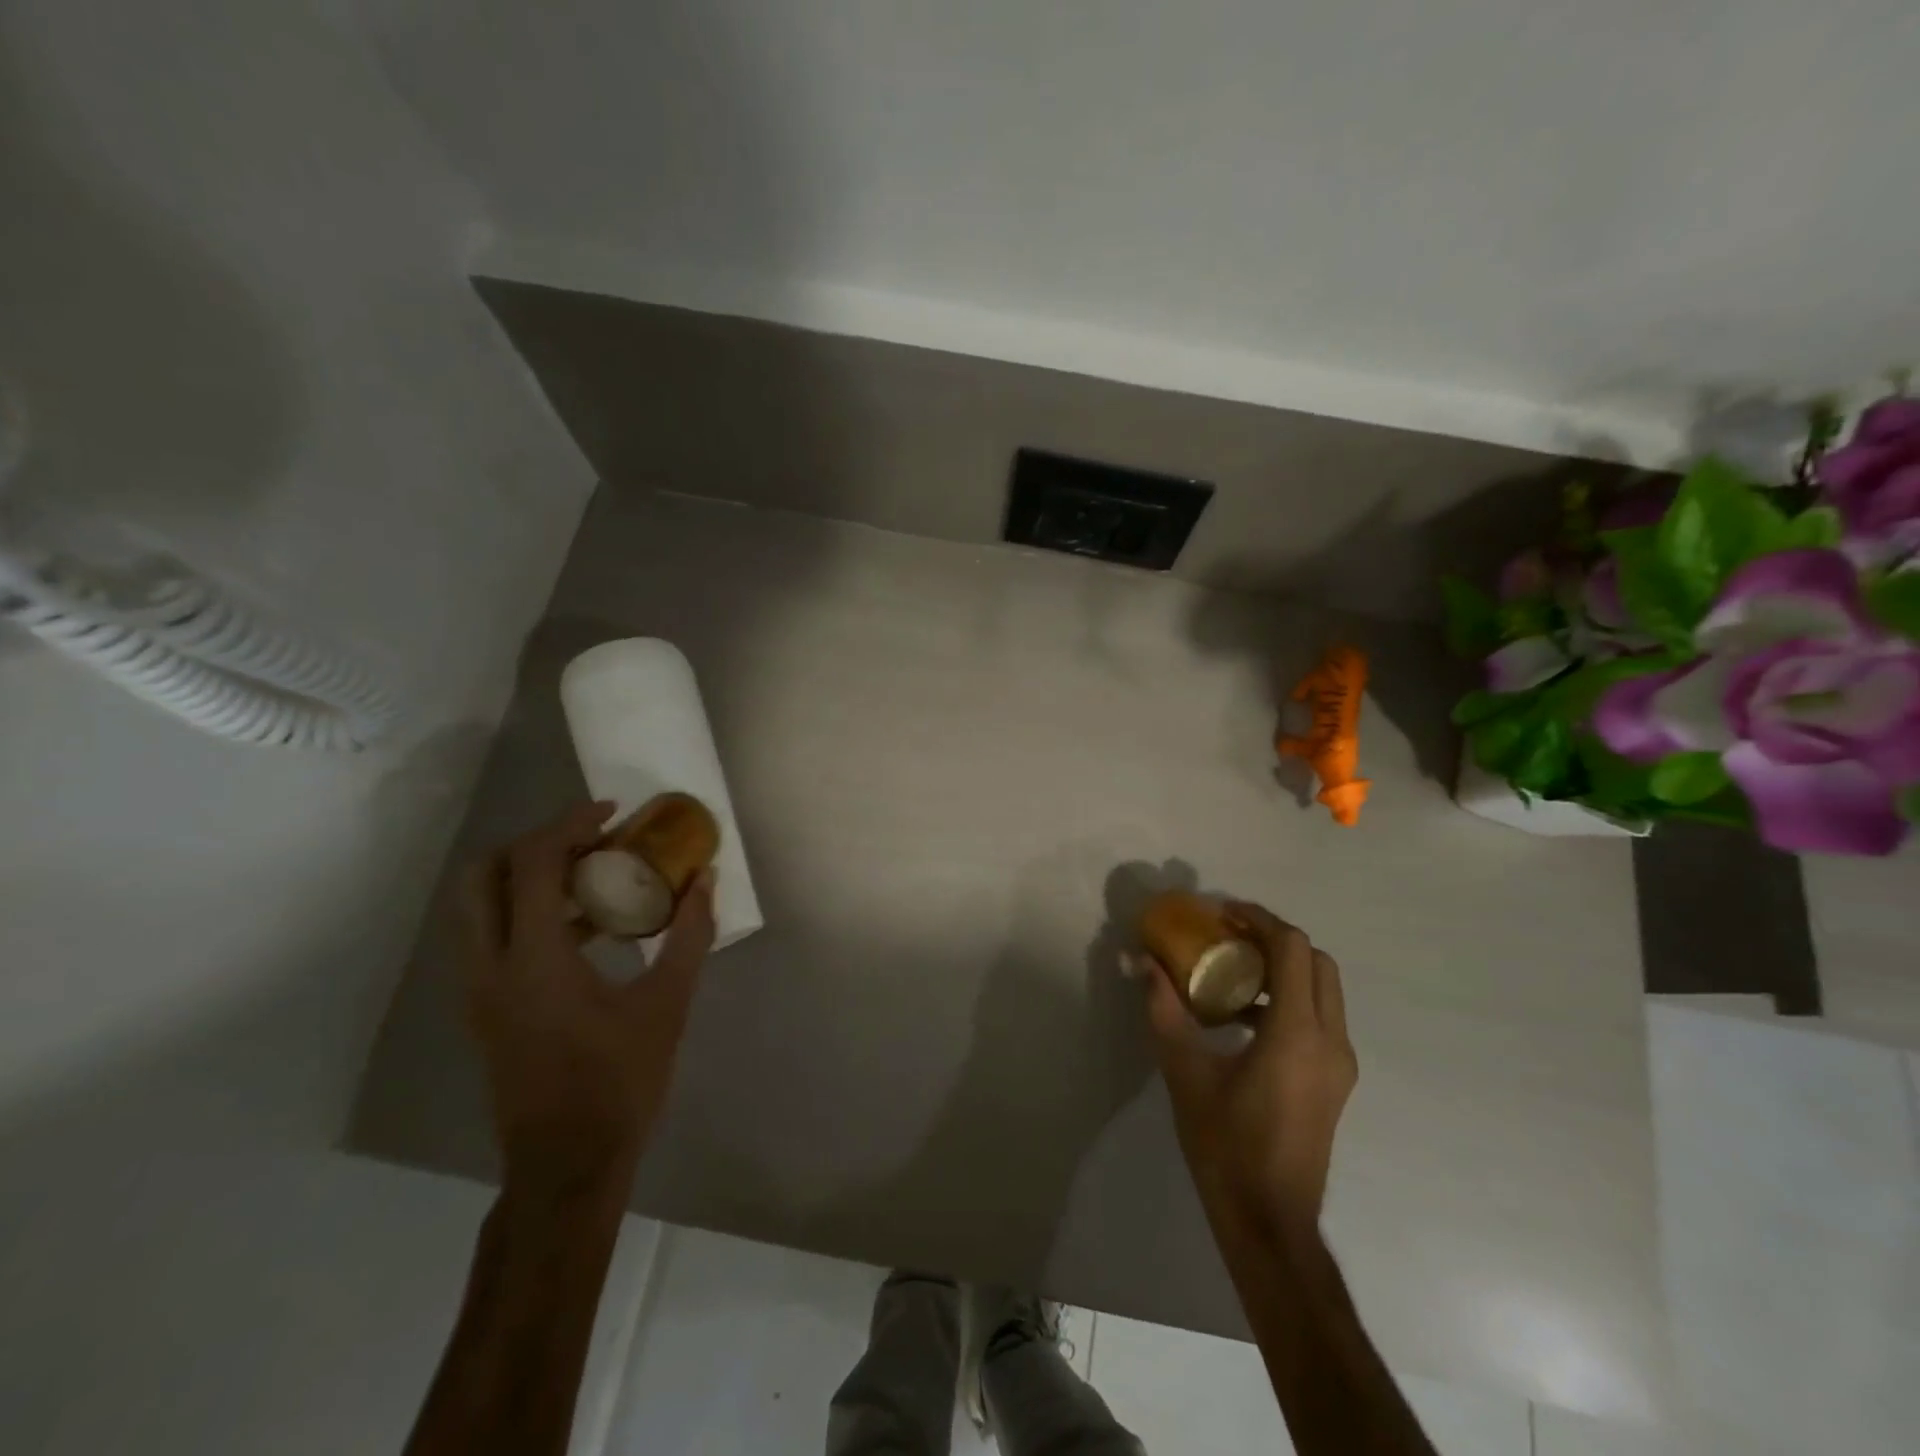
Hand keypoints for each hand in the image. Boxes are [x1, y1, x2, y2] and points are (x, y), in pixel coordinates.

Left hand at [456, 801, 716, 1200]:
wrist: (567, 1164)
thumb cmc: (620, 1081)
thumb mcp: (668, 1003)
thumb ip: (688, 934)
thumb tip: (705, 880)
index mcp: (534, 959)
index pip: (535, 863)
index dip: (571, 824)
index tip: (613, 813)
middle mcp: (491, 966)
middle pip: (484, 874)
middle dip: (534, 843)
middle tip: (588, 841)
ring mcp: (479, 991)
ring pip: (478, 907)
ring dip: (528, 877)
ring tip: (591, 878)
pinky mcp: (484, 1010)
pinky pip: (491, 937)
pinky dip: (527, 912)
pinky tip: (584, 930)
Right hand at [1142, 901, 1356, 1238]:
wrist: (1270, 1221)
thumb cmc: (1225, 1145)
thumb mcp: (1184, 1071)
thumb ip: (1163, 1009)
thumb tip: (1140, 961)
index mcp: (1297, 1034)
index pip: (1293, 949)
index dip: (1258, 920)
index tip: (1222, 914)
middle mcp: (1330, 1041)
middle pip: (1316, 962)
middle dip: (1274, 938)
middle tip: (1229, 936)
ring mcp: (1340, 1064)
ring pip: (1323, 990)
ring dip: (1283, 968)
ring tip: (1231, 971)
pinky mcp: (1336, 1081)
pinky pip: (1320, 1018)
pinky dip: (1289, 998)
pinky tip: (1243, 1018)